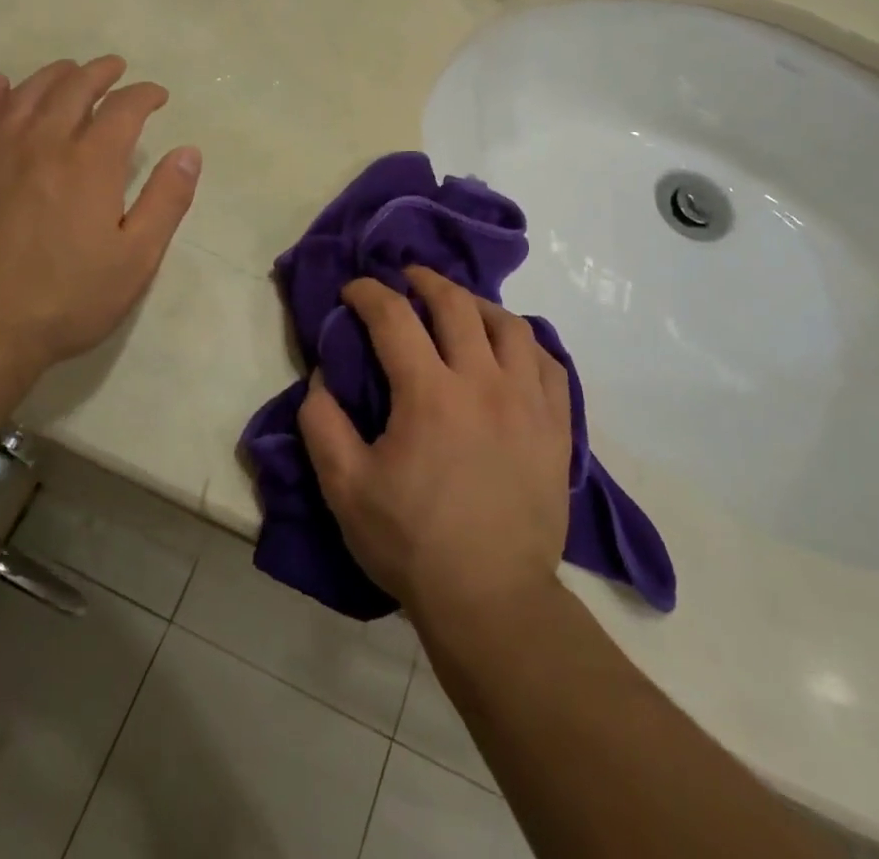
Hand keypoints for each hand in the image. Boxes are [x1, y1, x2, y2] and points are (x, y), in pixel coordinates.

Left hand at [0, 56, 200, 386]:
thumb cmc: (67, 299)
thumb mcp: (136, 260)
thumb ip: (166, 201)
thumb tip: (189, 152)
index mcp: (91, 163)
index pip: (124, 108)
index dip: (145, 95)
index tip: (158, 96)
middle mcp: (43, 143)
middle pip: (74, 88)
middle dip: (101, 73)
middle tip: (116, 69)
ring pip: (27, 94)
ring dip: (54, 75)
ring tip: (70, 70)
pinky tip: (0, 85)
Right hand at [298, 266, 571, 624]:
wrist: (491, 600)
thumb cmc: (412, 543)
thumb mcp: (345, 488)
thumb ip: (322, 423)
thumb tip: (322, 375)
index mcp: (429, 394)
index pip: (394, 317)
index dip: (368, 293)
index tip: (353, 289)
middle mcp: (483, 382)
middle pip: (456, 305)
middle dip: (425, 281)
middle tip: (406, 278)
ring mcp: (528, 402)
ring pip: (509, 325)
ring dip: (478, 305)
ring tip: (460, 307)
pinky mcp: (556, 427)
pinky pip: (549, 363)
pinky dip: (526, 343)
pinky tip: (510, 350)